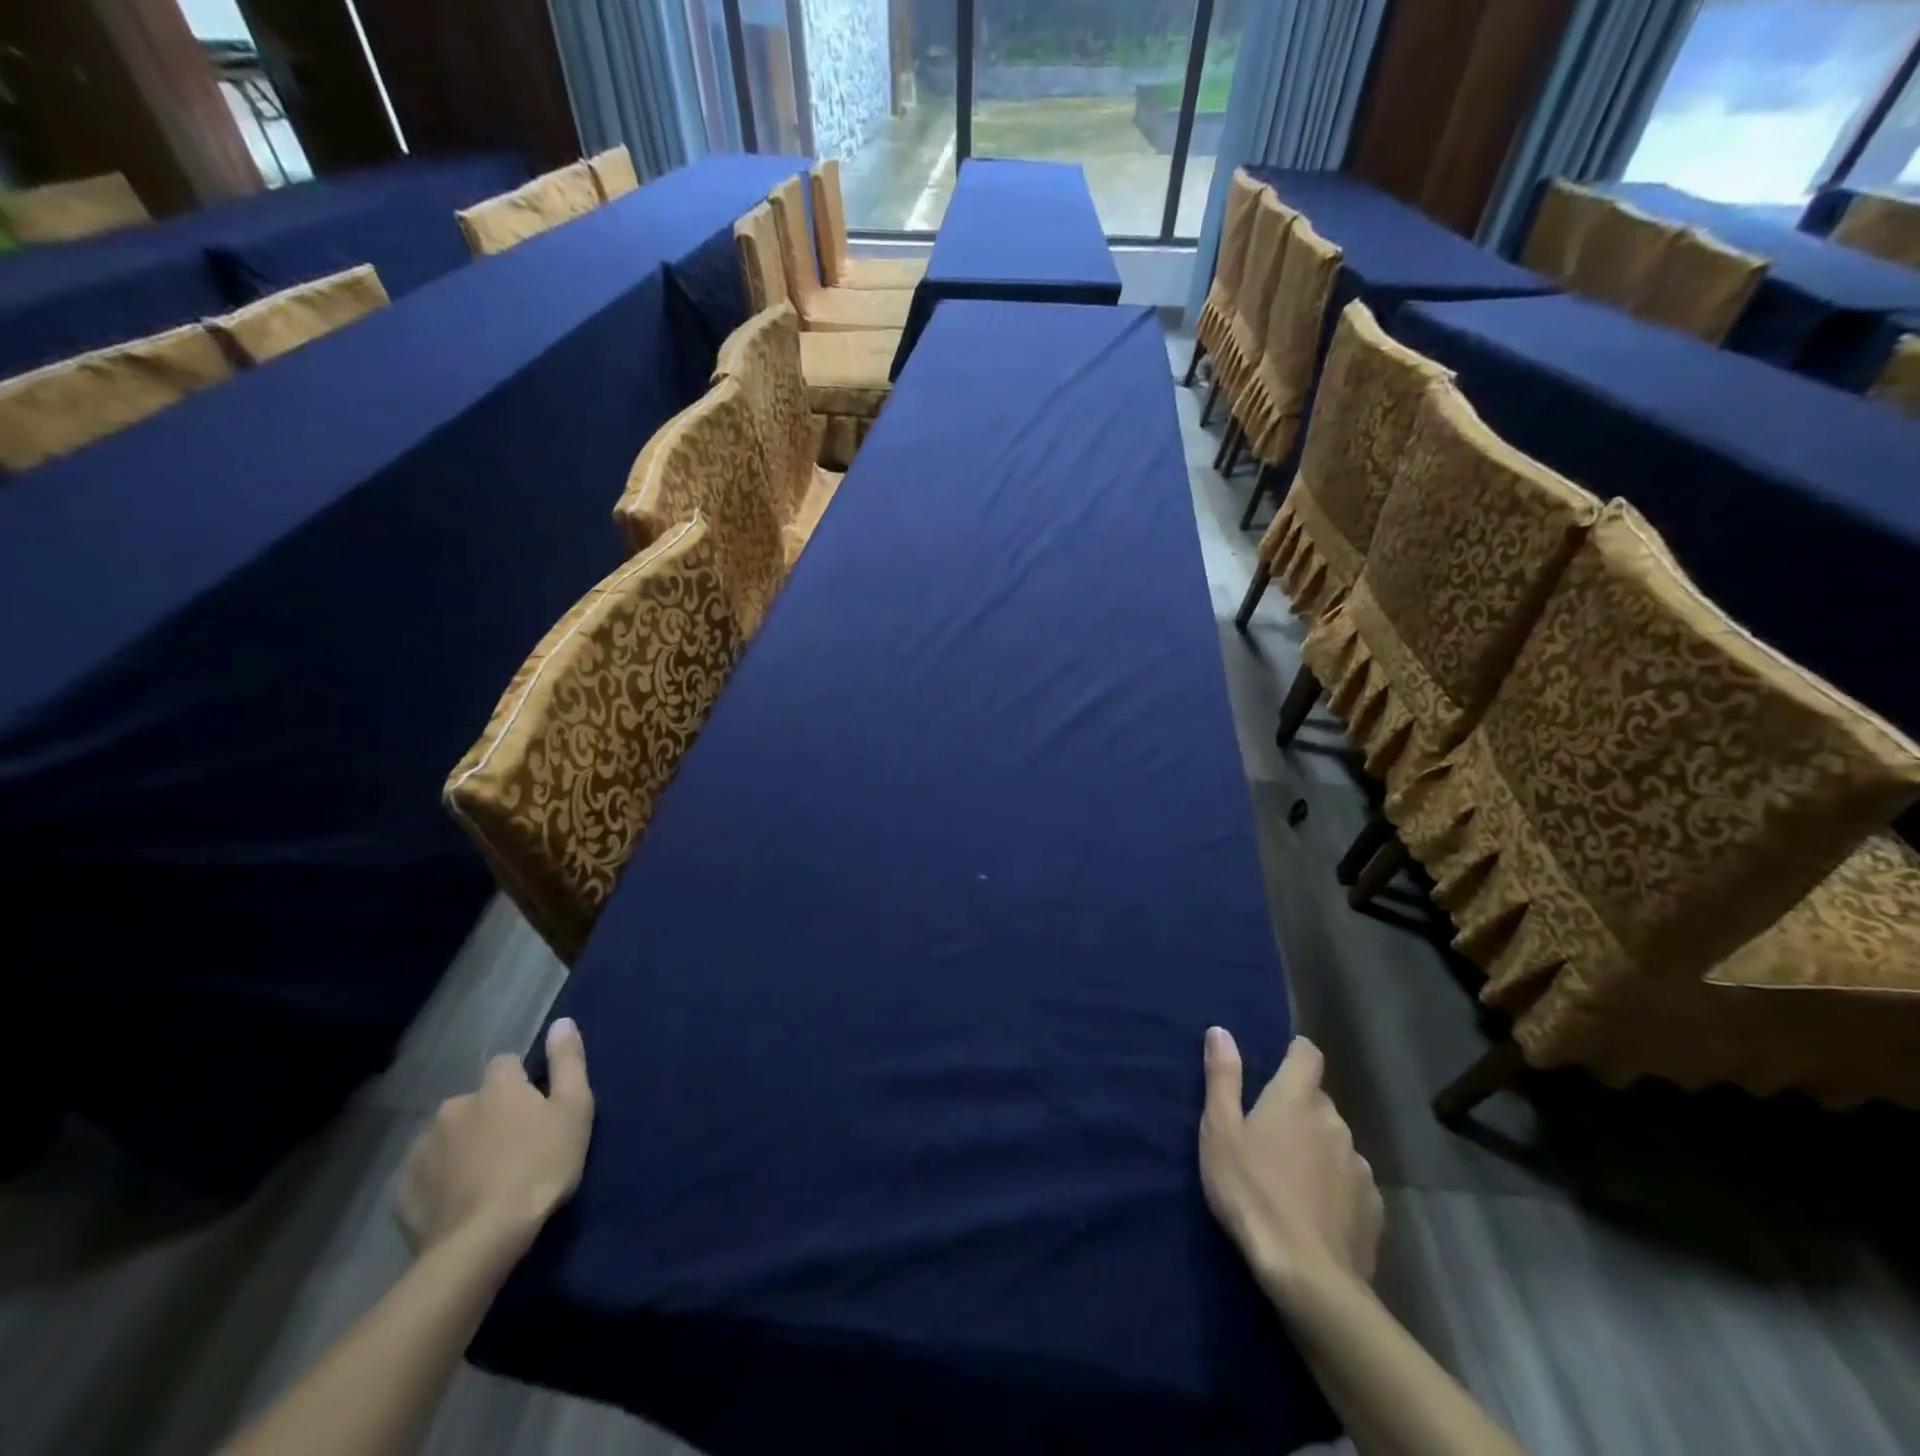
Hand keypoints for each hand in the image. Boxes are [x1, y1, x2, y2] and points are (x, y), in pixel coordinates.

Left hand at [396, 1018, 594, 1259]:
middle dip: (489, 1117)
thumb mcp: (574, 1109)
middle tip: (512, 1149)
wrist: (482, 1241)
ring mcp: (422, 1148)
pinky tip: (458, 1201)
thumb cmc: (540, 1166)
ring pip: (448, 1136)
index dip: (522, 1084)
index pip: (507, 1064)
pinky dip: (440, 1181)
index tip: (535, 1110)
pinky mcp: (403, 1190)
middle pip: (475, 1101)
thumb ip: (568, 1061)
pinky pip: (426, 1173)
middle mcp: (454, 1106)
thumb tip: (561, 1021)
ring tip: (484, 1179)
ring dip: (463, 1147)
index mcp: (496, 1086)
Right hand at [1199, 1029, 1382, 1303]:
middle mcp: (1335, 1122)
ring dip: (1317, 1149)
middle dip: (1298, 1110)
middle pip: (1317, 1101)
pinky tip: (1315, 1213)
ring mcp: (1359, 1165)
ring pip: (1335, 1143)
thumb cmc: (1252, 1193)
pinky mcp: (1373, 1207)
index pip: (1307, 1054)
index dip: (1295, 1053)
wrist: (1309, 1277)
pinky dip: (1335, 1187)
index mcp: (1296, 1098)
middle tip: (1268, 1136)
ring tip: (1291, 1180)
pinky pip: (1350, 1182)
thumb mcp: (1220, 1131)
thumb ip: (1222, 1077)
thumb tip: (1220, 1031)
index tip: (1278, 1065)